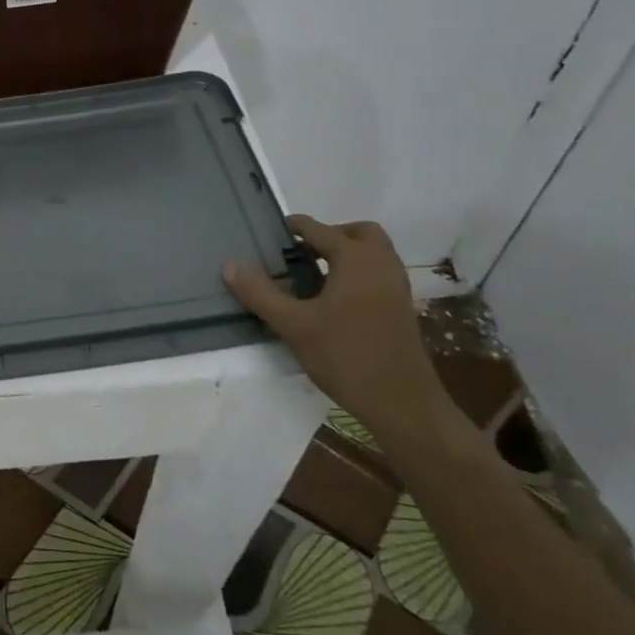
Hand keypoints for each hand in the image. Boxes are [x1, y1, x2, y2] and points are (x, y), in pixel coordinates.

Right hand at [223, 216, 451, 443]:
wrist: (405, 407)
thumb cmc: (347, 357)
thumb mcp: (294, 325)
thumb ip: (261, 293)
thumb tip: (230, 265)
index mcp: (356, 259)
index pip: (318, 229)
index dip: (293, 228)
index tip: (269, 234)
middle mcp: (381, 264)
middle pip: (358, 233)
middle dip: (330, 236)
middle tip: (302, 253)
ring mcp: (397, 288)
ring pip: (373, 254)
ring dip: (346, 255)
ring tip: (314, 276)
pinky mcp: (403, 310)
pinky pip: (379, 275)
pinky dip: (358, 274)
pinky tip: (335, 301)